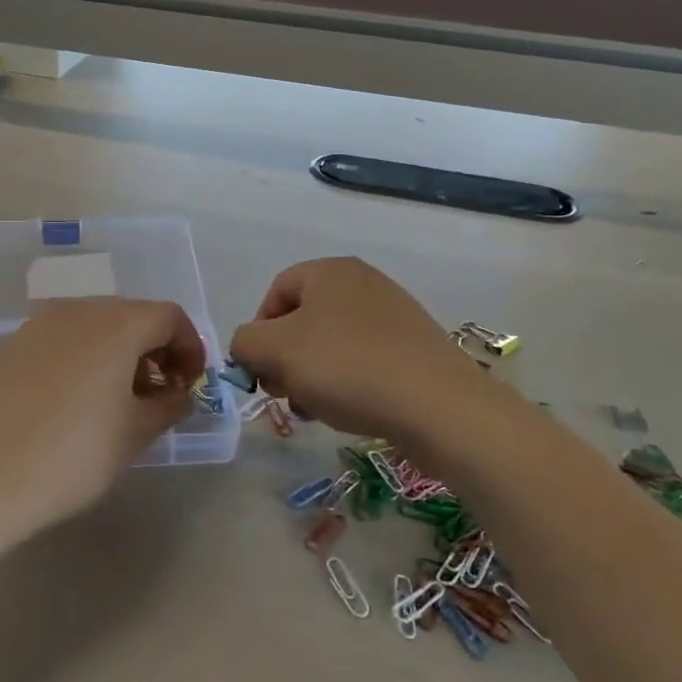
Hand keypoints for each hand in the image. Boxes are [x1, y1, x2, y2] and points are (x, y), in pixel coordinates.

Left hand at [0, 297, 206, 536]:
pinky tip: (72, 402)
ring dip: (117, 354)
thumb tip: (180, 394)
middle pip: (131, 316)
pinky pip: (61, 340)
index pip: (169, 317)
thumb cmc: (71, 455)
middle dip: (154, 350)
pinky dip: (81, 358)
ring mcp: (38, 324)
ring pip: (94, 326)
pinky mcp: (10, 345)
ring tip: (115, 402)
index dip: (190, 348)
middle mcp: (77, 310)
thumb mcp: (134, 434)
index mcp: (116, 323)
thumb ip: (169, 405)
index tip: (188, 386)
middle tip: (157, 396)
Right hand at [228, 257, 482, 440]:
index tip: (259, 370)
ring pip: (331, 344)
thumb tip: (247, 348)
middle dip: (284, 358)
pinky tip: (348, 410)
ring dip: (312, 376)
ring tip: (314, 409)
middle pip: (303, 319)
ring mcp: (394, 314)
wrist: (437, 405)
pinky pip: (364, 359)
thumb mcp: (275, 351)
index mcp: (330, 271)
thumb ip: (244, 343)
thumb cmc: (346, 366)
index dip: (258, 330)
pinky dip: (346, 382)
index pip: (276, 291)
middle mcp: (364, 282)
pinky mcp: (414, 347)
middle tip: (283, 394)